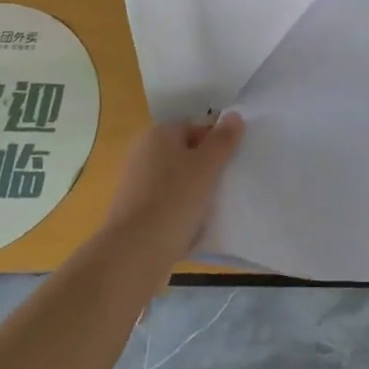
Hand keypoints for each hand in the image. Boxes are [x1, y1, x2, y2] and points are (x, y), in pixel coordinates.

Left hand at [105, 113, 243, 266]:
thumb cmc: (174, 200)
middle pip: (185, 154)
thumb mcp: (207, 166)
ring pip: (176, 181)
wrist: (135, 252)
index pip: (195, 128)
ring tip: (211, 209)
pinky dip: (179, 211)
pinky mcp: (134, 211)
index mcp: (158, 135)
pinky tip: (192, 227)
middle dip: (206, 168)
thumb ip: (223, 140)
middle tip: (224, 185)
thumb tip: (234, 115)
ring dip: (194, 191)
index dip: (216, 143)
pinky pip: (166, 203)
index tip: (230, 164)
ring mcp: (136, 183)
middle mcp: (143, 153)